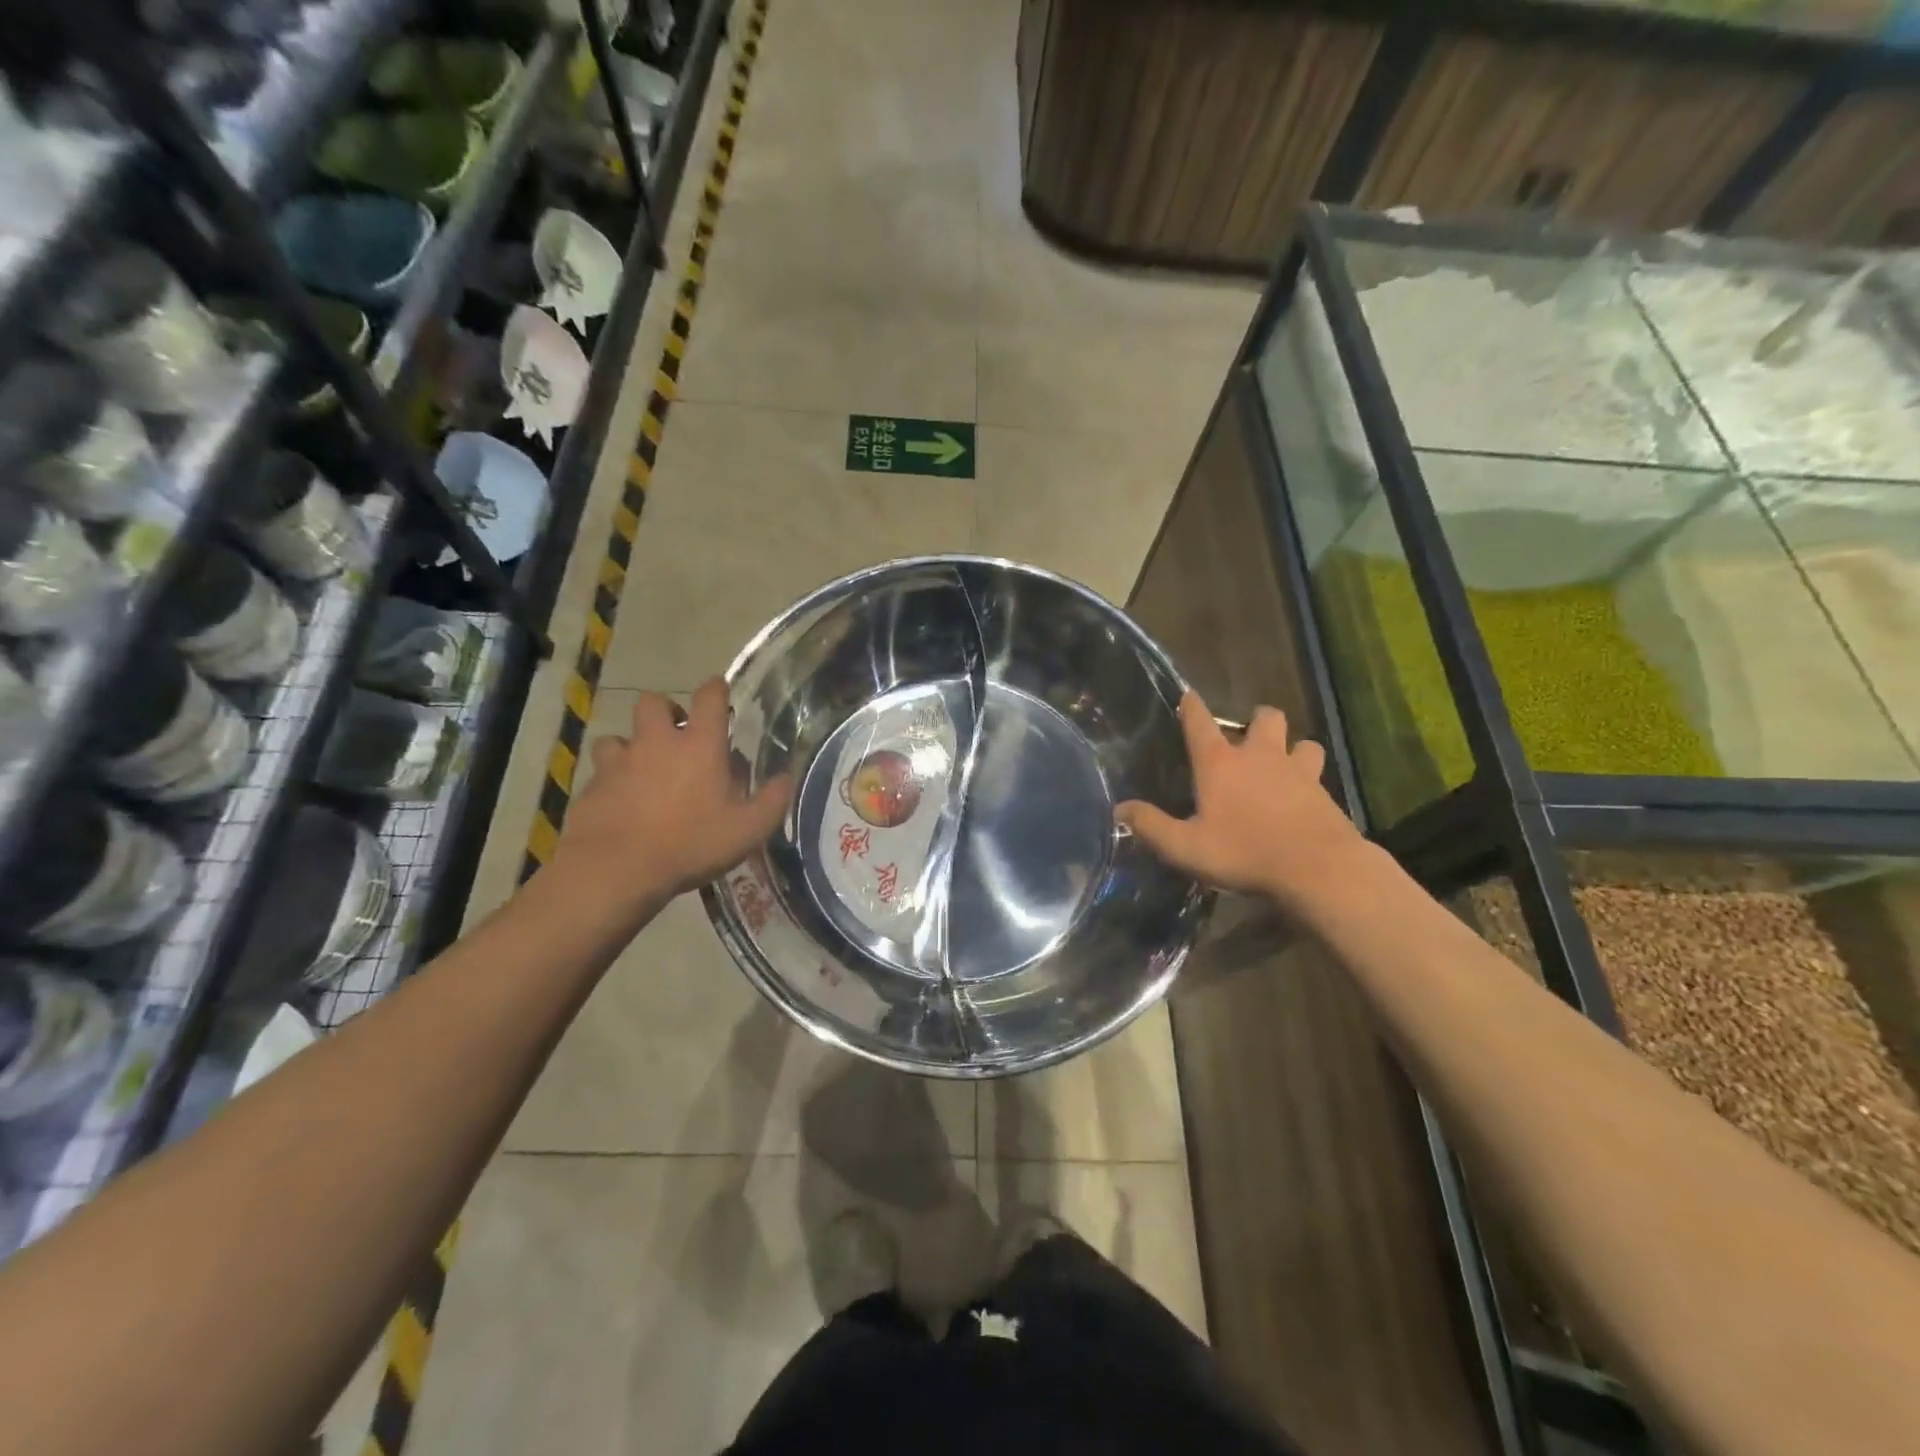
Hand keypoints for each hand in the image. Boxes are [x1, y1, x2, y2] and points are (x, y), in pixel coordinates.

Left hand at [548, 678, 790, 929]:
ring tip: (643, 768)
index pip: (709, 697)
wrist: (615, 870)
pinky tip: (620, 801)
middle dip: (666, 710)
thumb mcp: (748, 830)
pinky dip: (611, 779)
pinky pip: (601, 772)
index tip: (720, 691)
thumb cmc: (690, 845)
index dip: (716, 689)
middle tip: (677, 733)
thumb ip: (772, 801)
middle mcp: (657, 743)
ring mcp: (619, 763)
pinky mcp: (592, 786)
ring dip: (632, 745)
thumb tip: (786, 778)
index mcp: (699, 745)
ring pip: (618, 736)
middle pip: (653, 702)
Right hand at [1117, 692, 1367, 908]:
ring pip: (1302, 742)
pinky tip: (1303, 798)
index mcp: (1220, 764)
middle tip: (1248, 738)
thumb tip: (1119, 810)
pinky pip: (1319, 774)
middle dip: (1257, 720)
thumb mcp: (1186, 847)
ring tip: (1283, 765)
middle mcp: (1260, 756)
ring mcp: (1297, 771)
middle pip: (1265, 717)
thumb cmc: (1244, 853)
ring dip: (1292, 748)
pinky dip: (1310, 779)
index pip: (1200, 722)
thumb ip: (1151, 826)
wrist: (1318, 869)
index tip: (1188, 695)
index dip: (1191, 706)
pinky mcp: (1324, 792)